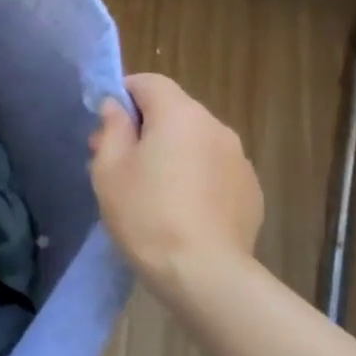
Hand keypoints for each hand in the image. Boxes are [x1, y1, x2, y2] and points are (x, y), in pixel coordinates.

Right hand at [89, 72, 263, 296]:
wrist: (203, 272)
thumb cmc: (145, 213)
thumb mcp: (109, 168)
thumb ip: (112, 128)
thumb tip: (116, 108)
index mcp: (180, 114)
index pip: (149, 82)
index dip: (123, 94)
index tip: (105, 123)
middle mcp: (216, 127)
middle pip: (173, 111)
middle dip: (144, 127)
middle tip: (116, 160)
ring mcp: (238, 159)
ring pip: (194, 141)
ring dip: (170, 152)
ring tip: (148, 189)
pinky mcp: (251, 190)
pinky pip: (213, 168)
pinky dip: (193, 176)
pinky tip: (178, 209)